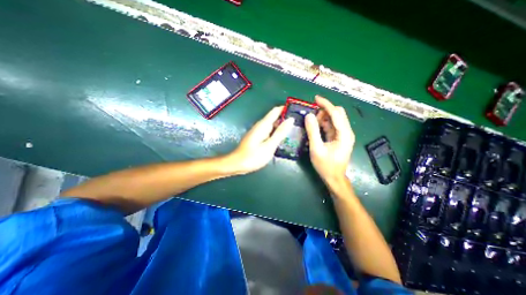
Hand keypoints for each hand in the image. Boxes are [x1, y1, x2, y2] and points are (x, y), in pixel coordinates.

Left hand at [228, 106, 294, 173]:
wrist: (238, 164)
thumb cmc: (253, 156)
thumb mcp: (269, 146)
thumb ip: (280, 133)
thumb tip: (290, 120)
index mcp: (263, 125)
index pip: (276, 111)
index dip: (286, 109)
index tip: (297, 111)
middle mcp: (261, 125)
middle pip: (275, 117)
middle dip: (286, 119)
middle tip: (300, 123)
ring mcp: (259, 131)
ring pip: (273, 125)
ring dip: (283, 126)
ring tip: (295, 130)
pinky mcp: (258, 137)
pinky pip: (270, 131)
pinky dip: (277, 132)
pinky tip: (284, 138)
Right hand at [302, 97, 355, 182]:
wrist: (334, 178)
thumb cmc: (326, 166)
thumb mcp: (316, 149)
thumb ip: (312, 131)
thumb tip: (308, 115)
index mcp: (344, 134)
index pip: (336, 113)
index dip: (326, 104)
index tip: (315, 98)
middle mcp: (346, 132)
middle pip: (337, 114)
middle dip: (324, 111)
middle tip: (311, 117)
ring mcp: (343, 135)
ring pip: (334, 119)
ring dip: (323, 117)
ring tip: (312, 123)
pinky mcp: (339, 138)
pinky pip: (332, 126)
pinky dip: (324, 124)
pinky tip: (316, 127)